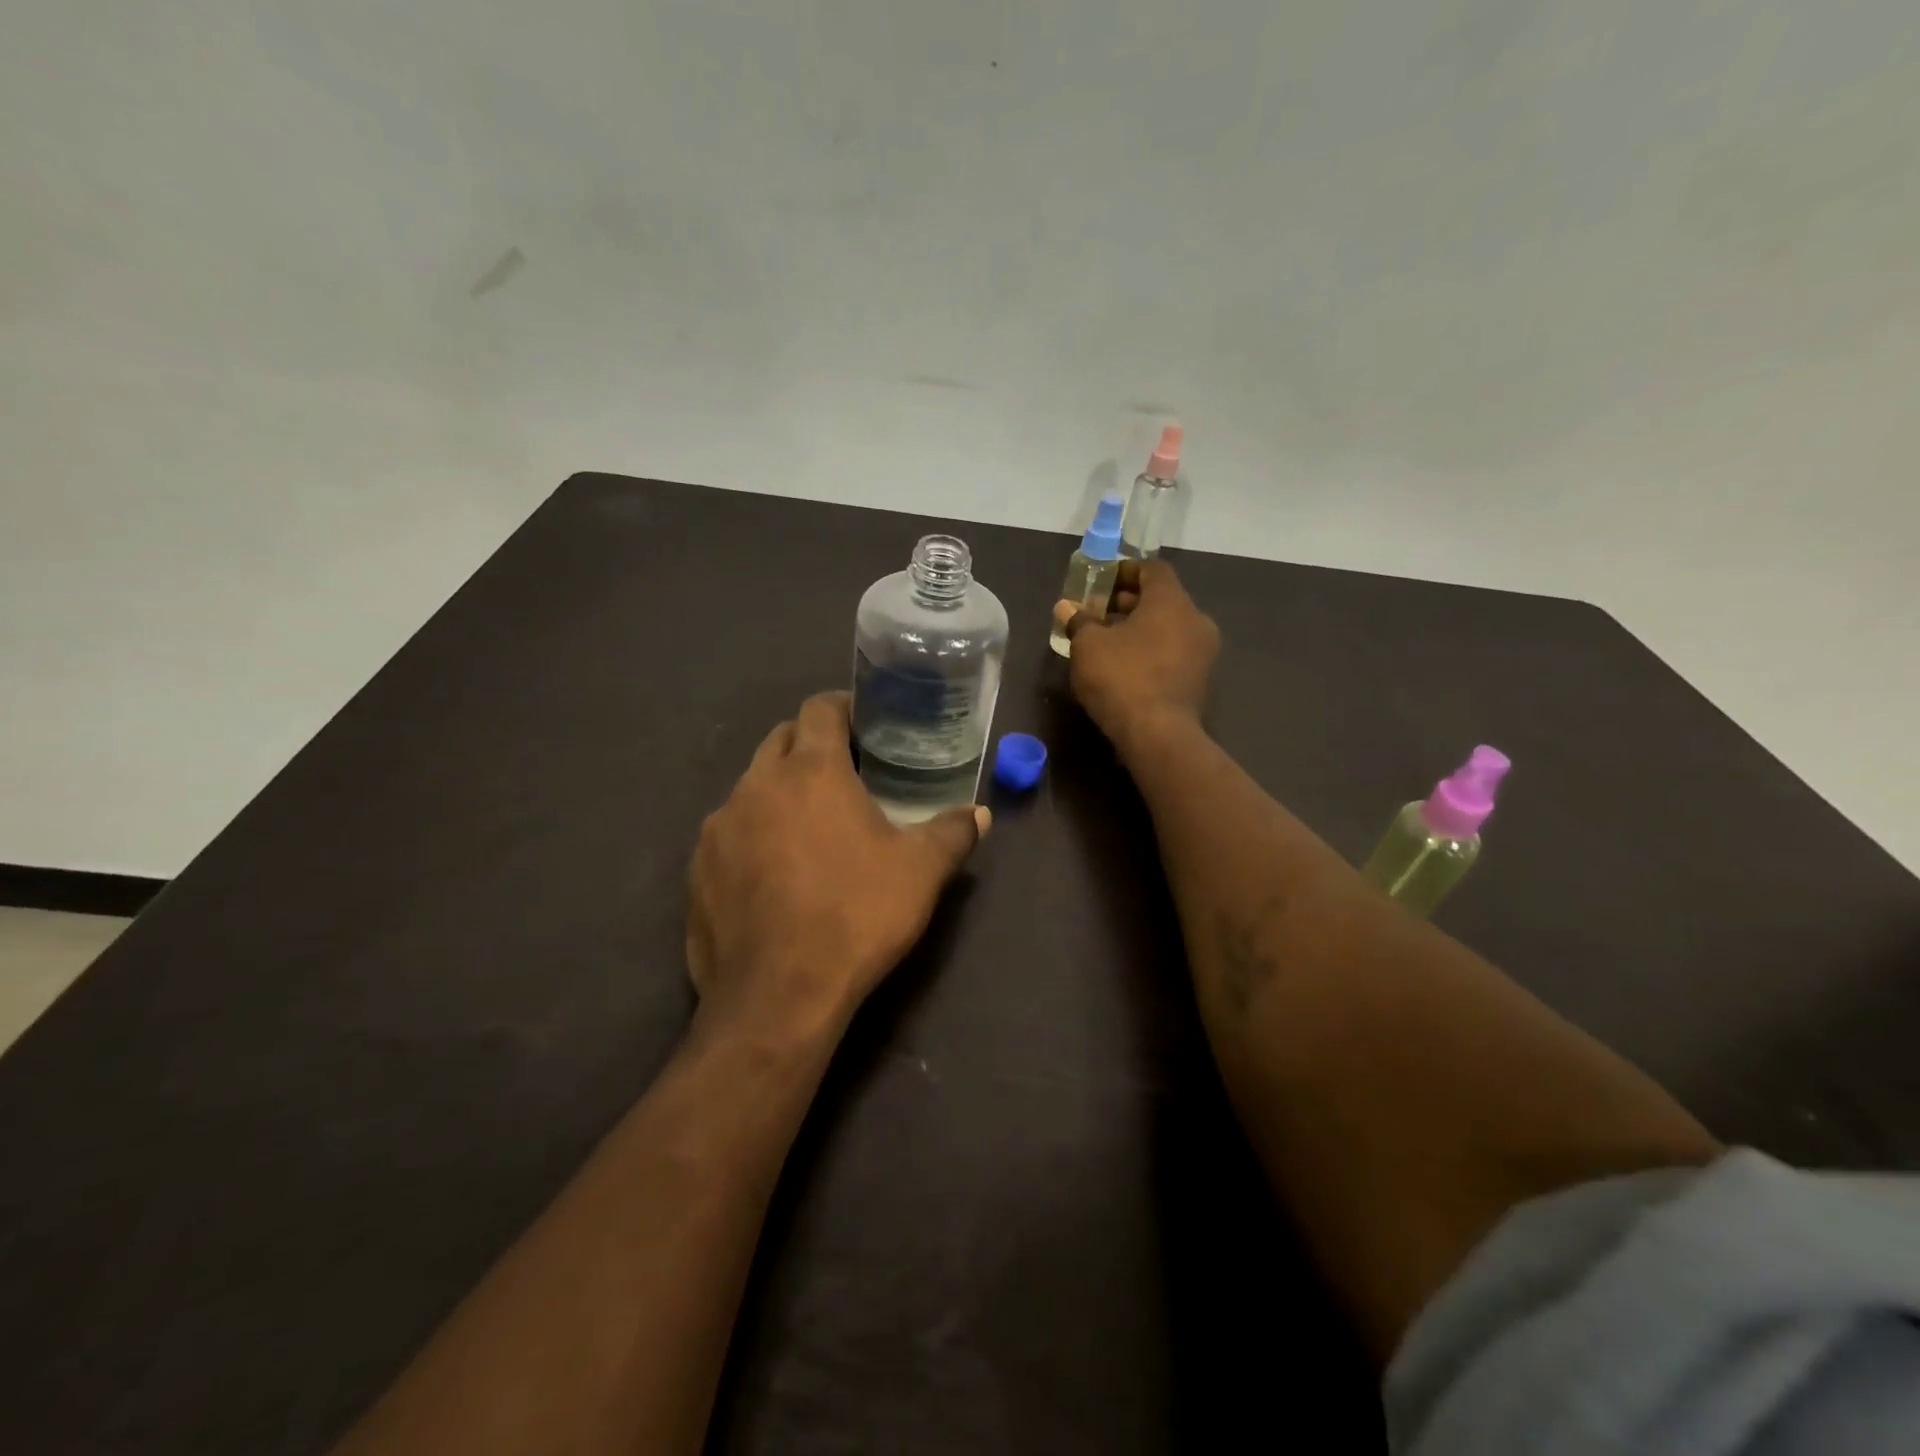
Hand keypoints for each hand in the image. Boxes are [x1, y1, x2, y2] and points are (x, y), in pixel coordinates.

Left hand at [686, 691, 989, 1041]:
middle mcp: (756, 786)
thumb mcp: (921, 872)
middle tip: (844, 770)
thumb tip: (980, 813)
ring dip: (779, 791)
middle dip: (809, 743)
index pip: (819, 709)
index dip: (843, 707)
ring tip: (809, 825)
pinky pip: (728, 834)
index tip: (865, 723)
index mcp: (810, 771)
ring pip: (751, 787)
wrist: (778, 996)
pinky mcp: (697, 871)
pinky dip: (752, 835)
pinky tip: (774, 873)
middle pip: (780, 740)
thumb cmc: (856, 915)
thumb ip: (953, 832)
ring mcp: (718, 828)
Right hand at [1059, 558, 1220, 754]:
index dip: (1125, 571)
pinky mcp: (1200, 680)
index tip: (1101, 581)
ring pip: (1168, 627)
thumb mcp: (1088, 646)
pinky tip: (1125, 665)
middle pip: (1161, 598)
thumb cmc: (1121, 678)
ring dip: (1139, 628)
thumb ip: (1079, 621)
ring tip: (1107, 640)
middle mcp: (1195, 619)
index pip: (1152, 570)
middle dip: (1128, 602)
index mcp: (1171, 601)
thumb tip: (1066, 608)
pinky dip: (1151, 649)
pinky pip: (1173, 651)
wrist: (1158, 735)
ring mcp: (1203, 652)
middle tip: (1097, 612)